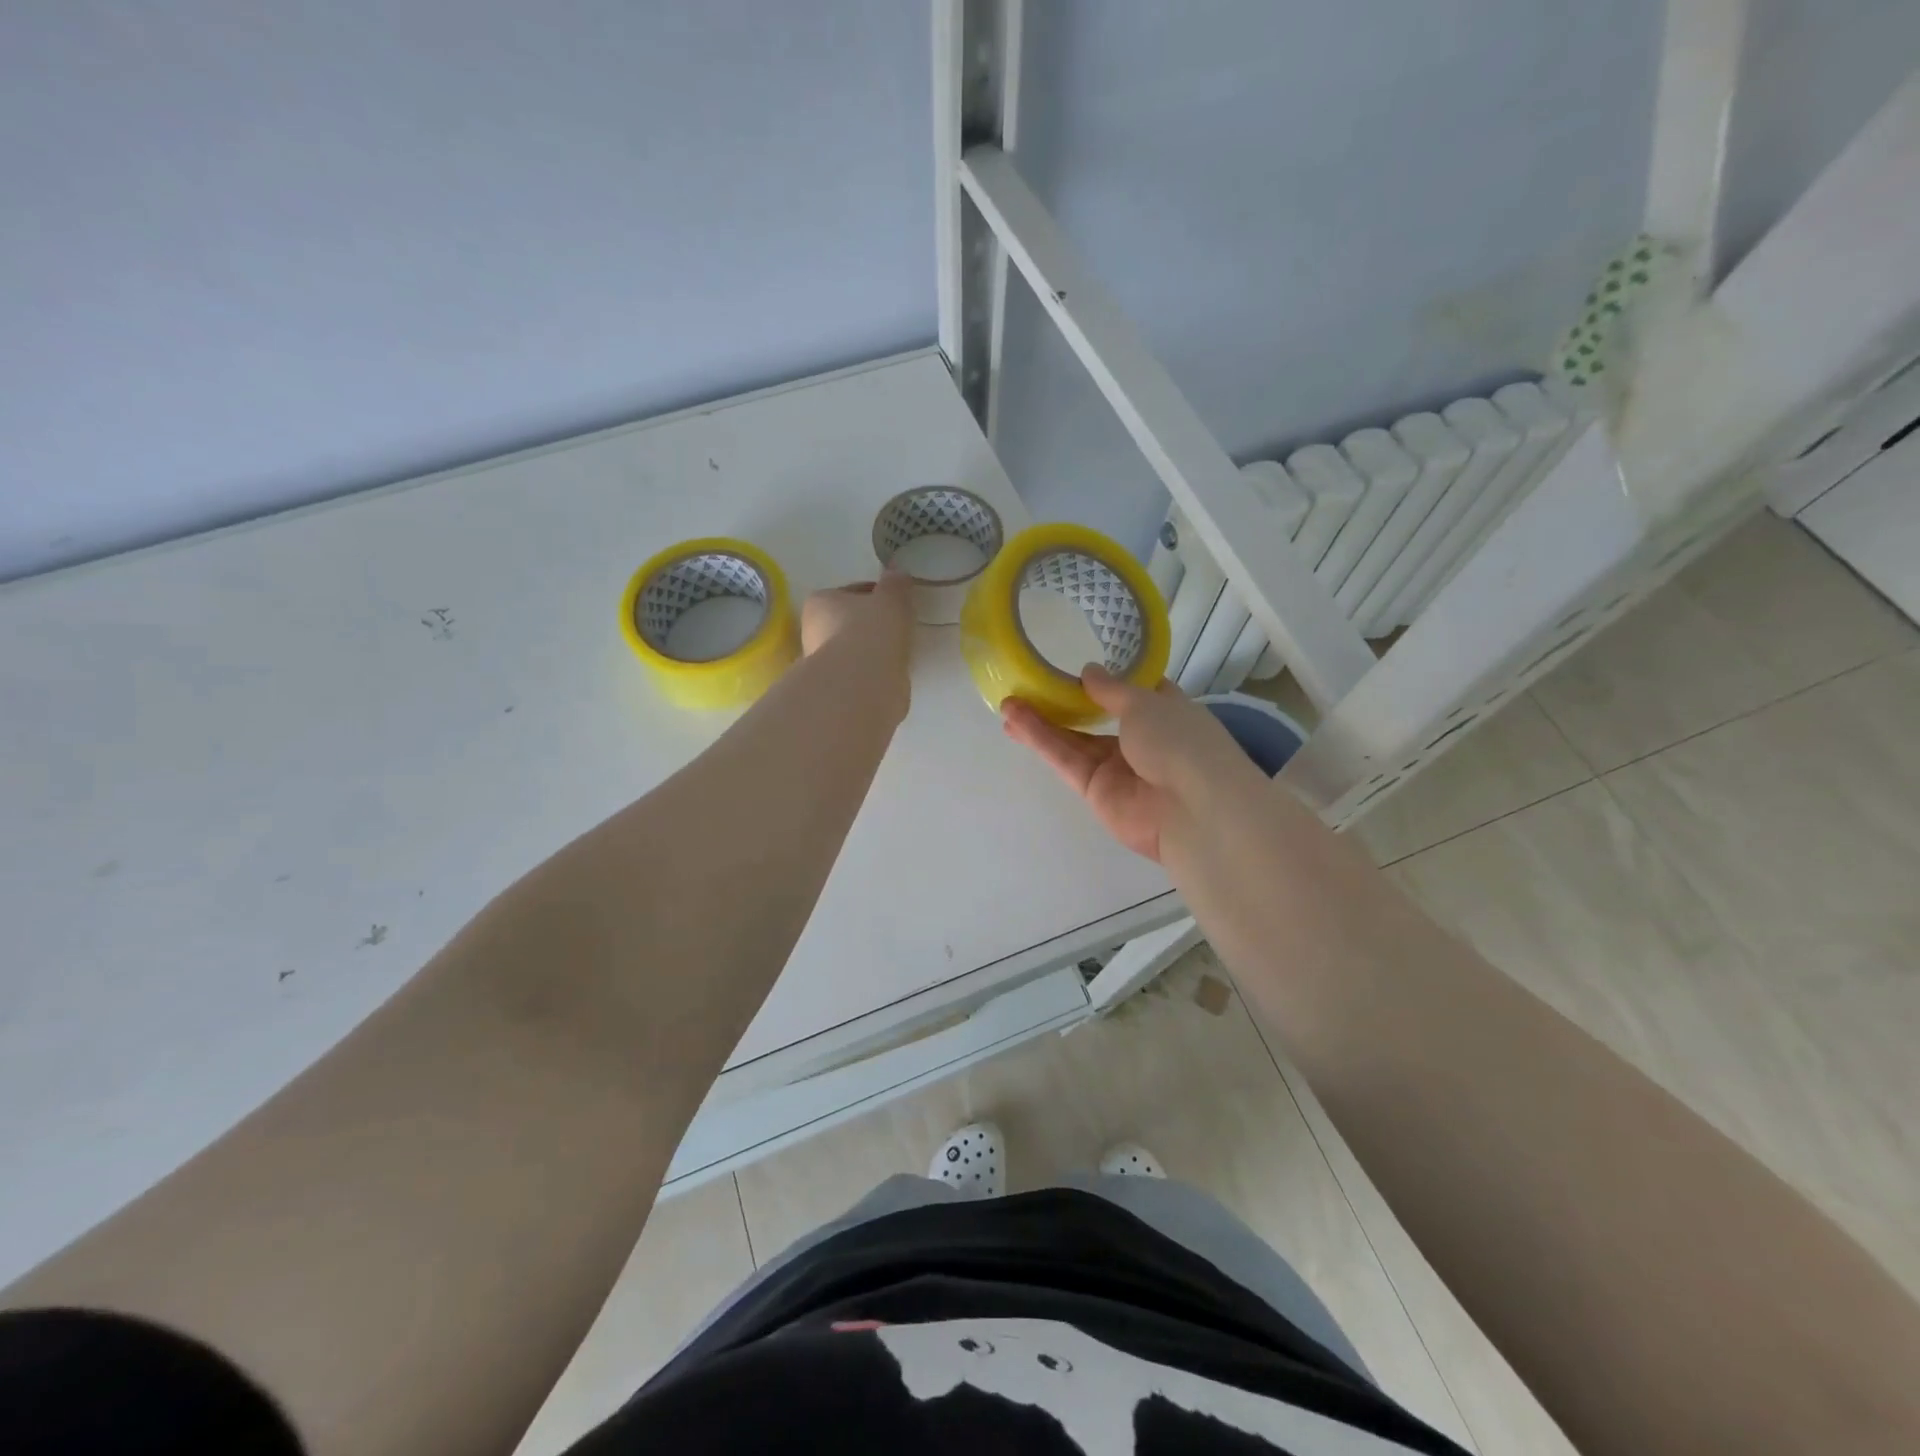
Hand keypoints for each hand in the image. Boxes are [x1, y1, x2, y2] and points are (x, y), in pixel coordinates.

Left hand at [799, 571, 914, 709]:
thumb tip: (898, 574)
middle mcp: (813, 631)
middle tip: (899, 627)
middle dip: (871, 624)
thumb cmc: (871, 630)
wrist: (861, 683)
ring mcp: (823, 663)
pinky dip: (875, 671)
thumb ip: (896, 584)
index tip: (896, 603)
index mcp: (820, 602)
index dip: (876, 595)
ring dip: (873, 650)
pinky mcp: (836, 689)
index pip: (851, 593)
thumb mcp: (891, 598)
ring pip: (855, 649)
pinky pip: (861, 672)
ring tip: (899, 651)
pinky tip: (891, 672)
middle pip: (849, 622)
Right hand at [1001, 666, 1255, 862]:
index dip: (1105, 680)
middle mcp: (1140, 738)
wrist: (1194, 808)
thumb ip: (1111, 689)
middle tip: (1026, 688)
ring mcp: (1117, 767)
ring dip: (1041, 722)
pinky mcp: (1095, 791)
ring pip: (1073, 740)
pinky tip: (1015, 722)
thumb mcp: (1145, 702)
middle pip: (1093, 717)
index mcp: (1164, 711)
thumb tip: (1088, 672)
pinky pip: (1066, 760)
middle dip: (1062, 703)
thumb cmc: (1180, 741)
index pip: (1132, 692)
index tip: (1076, 666)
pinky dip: (1042, 741)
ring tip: (1007, 704)